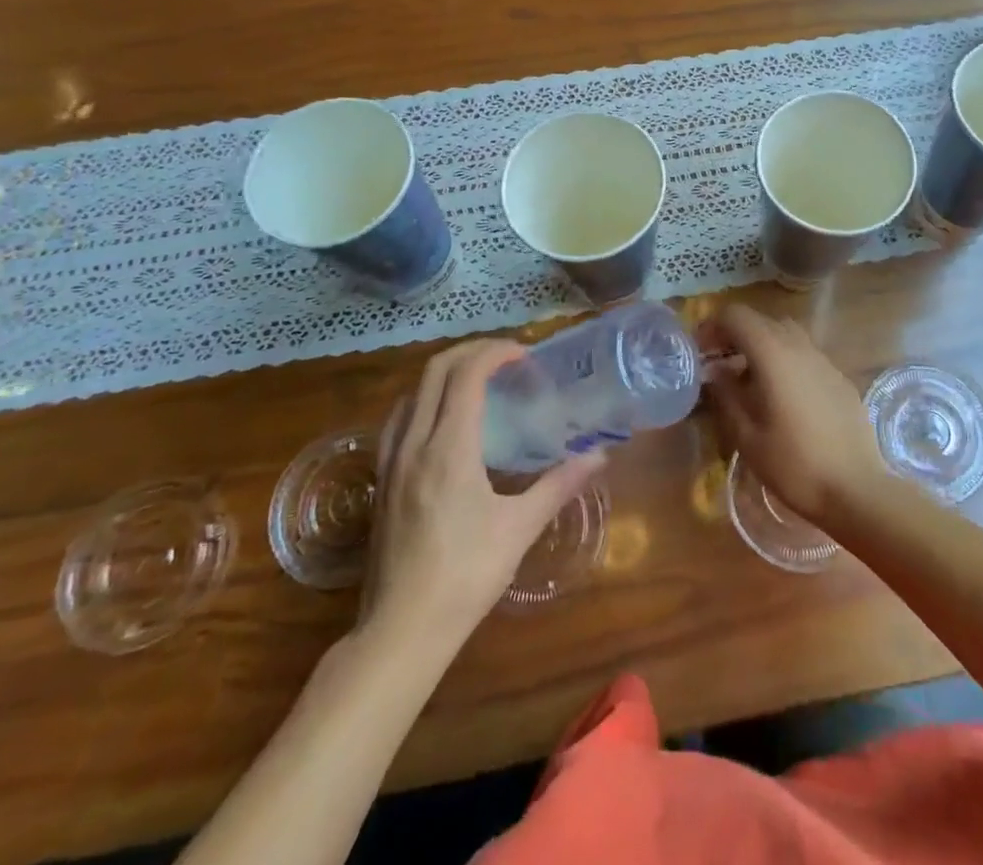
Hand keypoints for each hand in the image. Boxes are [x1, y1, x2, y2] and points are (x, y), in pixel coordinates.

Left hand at [357, 340, 604, 643]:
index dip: (496, 352)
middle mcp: (415, 443)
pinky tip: (443, 423)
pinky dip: (424, 400)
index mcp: (450, 448)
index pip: (467, 374)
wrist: (401, 631)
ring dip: (445, 373)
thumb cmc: (466, 576)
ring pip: (413, 391)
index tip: (524, 356)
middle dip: (471, 352)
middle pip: (435, 370)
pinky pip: (399, 419)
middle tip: (505, 359)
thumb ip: (559, 484)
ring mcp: (392, 461)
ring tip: (478, 383)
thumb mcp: (519, 528)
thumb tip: (599, 456)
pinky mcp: (383, 481)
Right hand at [698, 305, 886, 525]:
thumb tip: (715, 370)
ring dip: (763, 347)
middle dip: (736, 336)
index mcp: (773, 353)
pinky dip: (787, 362)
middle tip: (720, 365)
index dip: (713, 326)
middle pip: (762, 321)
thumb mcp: (746, 435)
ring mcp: (824, 360)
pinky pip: (806, 356)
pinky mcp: (840, 378)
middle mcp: (800, 346)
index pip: (736, 315)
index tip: (701, 352)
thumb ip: (726, 394)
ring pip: (787, 335)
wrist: (855, 489)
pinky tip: (784, 397)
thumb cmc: (793, 464)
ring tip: (750, 381)